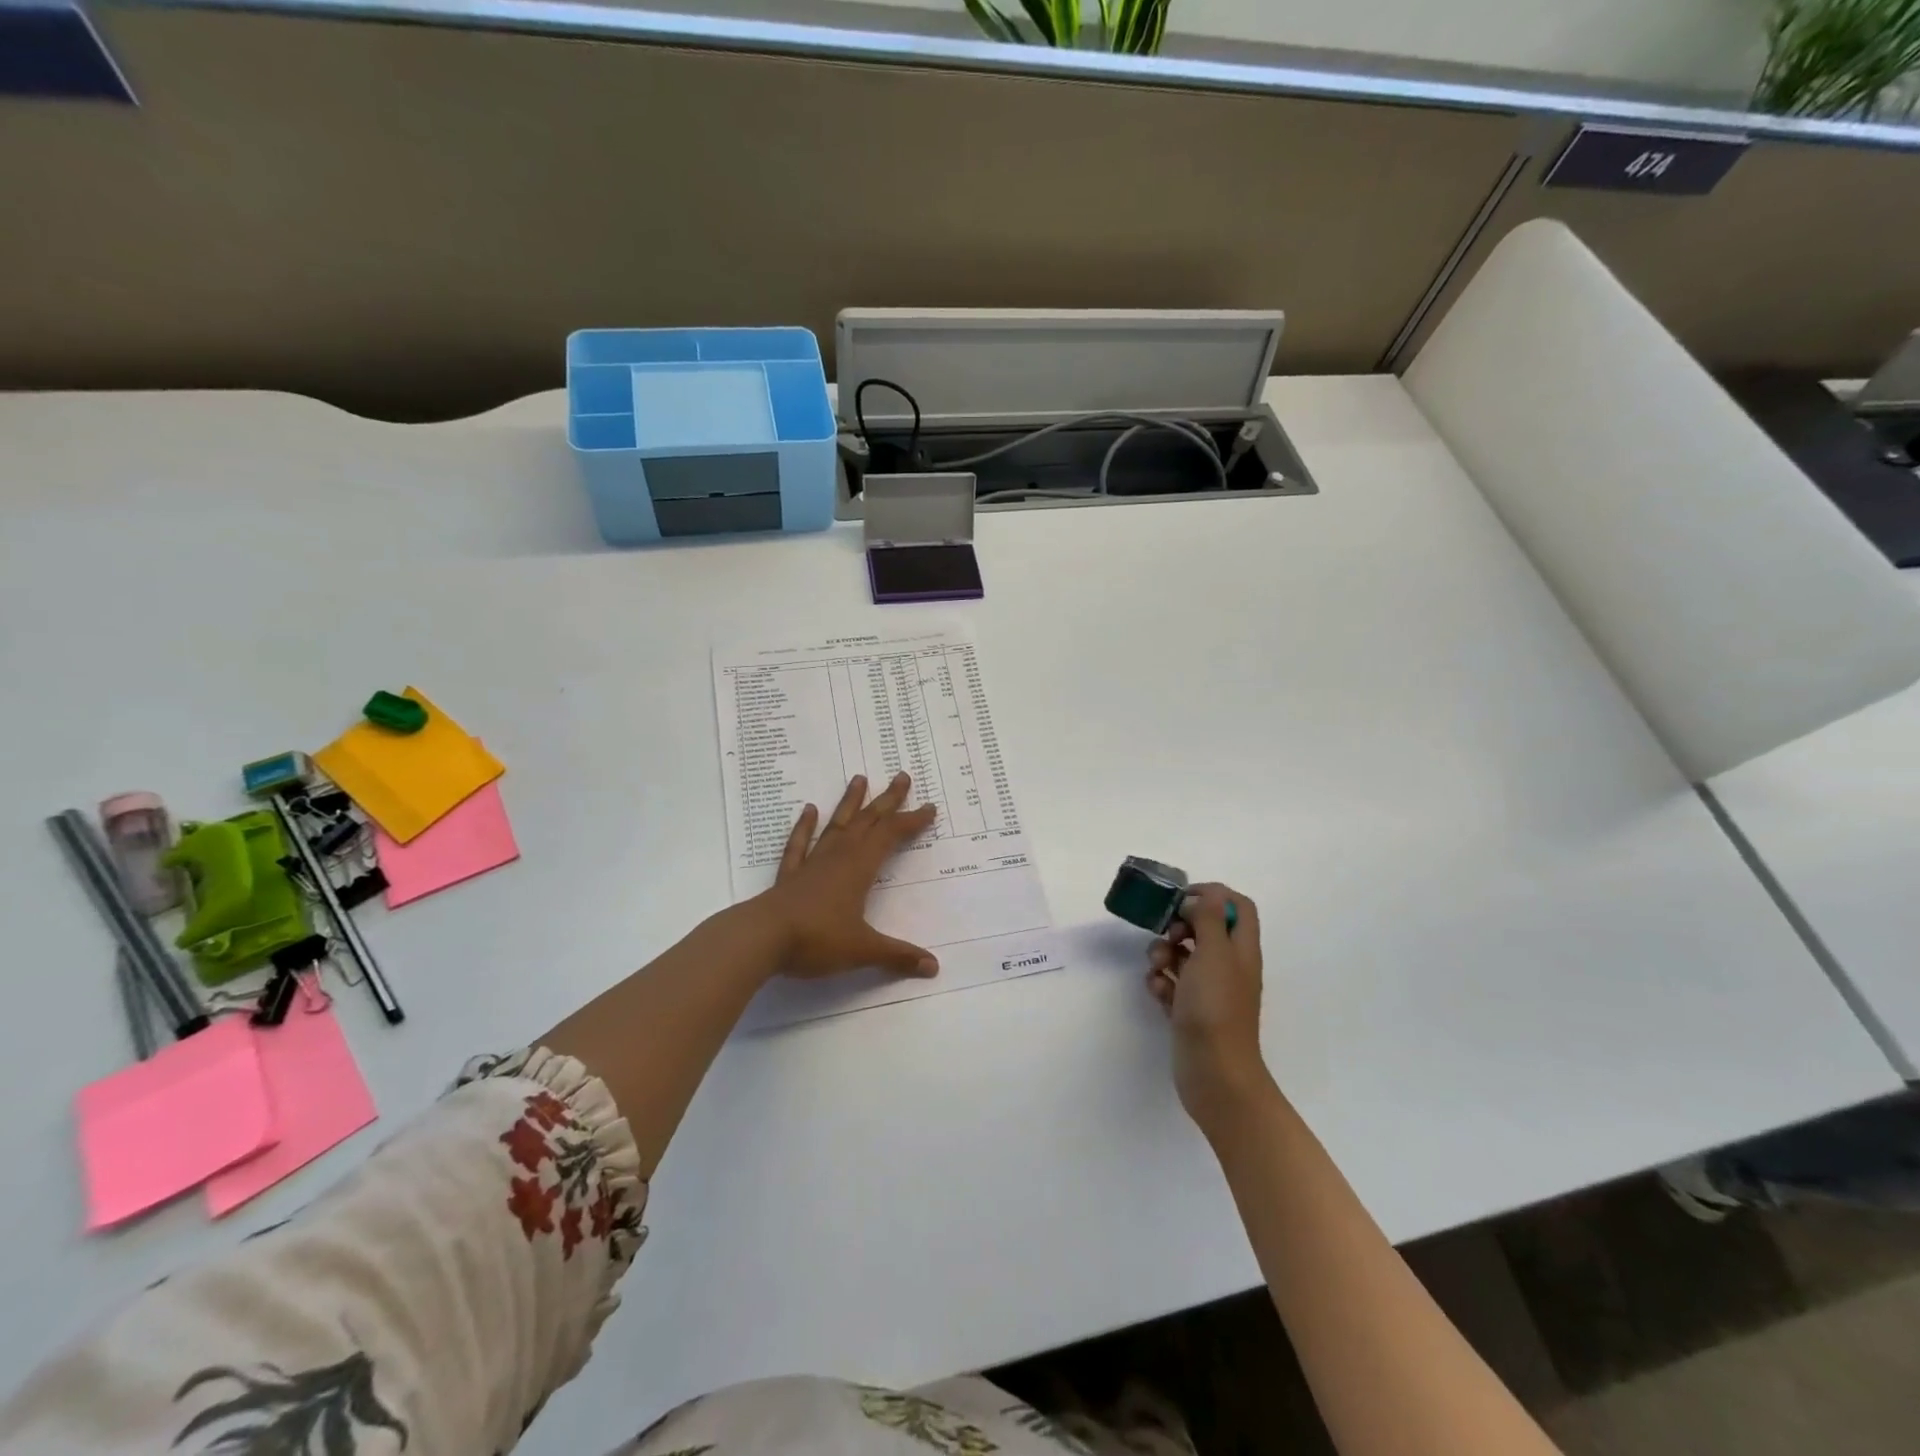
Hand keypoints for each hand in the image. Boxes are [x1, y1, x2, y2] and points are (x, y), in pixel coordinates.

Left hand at [752, 772, 939, 980]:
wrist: (762, 939)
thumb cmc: (816, 940)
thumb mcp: (862, 950)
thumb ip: (898, 956)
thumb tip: (933, 966)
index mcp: (859, 869)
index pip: (891, 836)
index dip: (911, 821)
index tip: (929, 807)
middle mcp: (838, 857)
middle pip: (867, 821)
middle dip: (888, 800)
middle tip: (902, 776)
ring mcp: (812, 863)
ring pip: (836, 825)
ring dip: (850, 802)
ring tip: (859, 778)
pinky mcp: (791, 875)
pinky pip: (800, 844)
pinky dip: (805, 826)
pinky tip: (809, 810)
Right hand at [1146, 884, 1273, 1128]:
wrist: (1214, 1072)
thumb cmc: (1216, 1008)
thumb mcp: (1214, 953)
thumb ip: (1208, 918)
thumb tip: (1199, 899)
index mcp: (1242, 949)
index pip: (1237, 905)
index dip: (1212, 894)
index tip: (1183, 899)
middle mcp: (1228, 965)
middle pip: (1205, 928)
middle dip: (1180, 925)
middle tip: (1168, 934)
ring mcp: (1209, 989)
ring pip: (1184, 955)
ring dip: (1164, 953)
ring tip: (1157, 967)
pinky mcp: (1189, 1010)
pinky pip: (1172, 984)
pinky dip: (1161, 982)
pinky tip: (1157, 991)